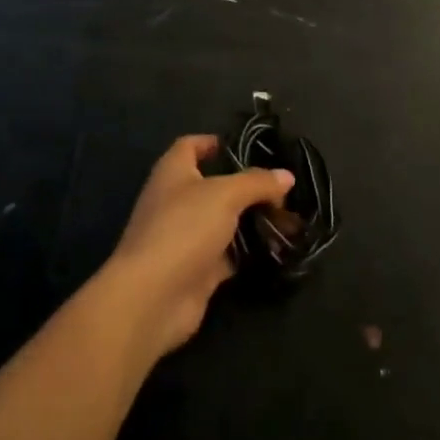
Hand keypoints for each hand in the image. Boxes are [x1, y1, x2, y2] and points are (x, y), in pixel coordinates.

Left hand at [103, 136, 293, 354]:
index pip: (191, 145)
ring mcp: (185, 236)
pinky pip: (227, 255)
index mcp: (173, 171)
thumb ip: (256, 182)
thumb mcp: (225, 195)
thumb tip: (286, 176)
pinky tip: (275, 250)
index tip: (248, 148)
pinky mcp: (196, 270)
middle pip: (213, 185)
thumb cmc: (183, 228)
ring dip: (249, 221)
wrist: (153, 297)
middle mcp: (176, 199)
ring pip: (223, 221)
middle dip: (245, 186)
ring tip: (286, 218)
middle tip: (281, 189)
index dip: (215, 143)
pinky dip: (247, 252)